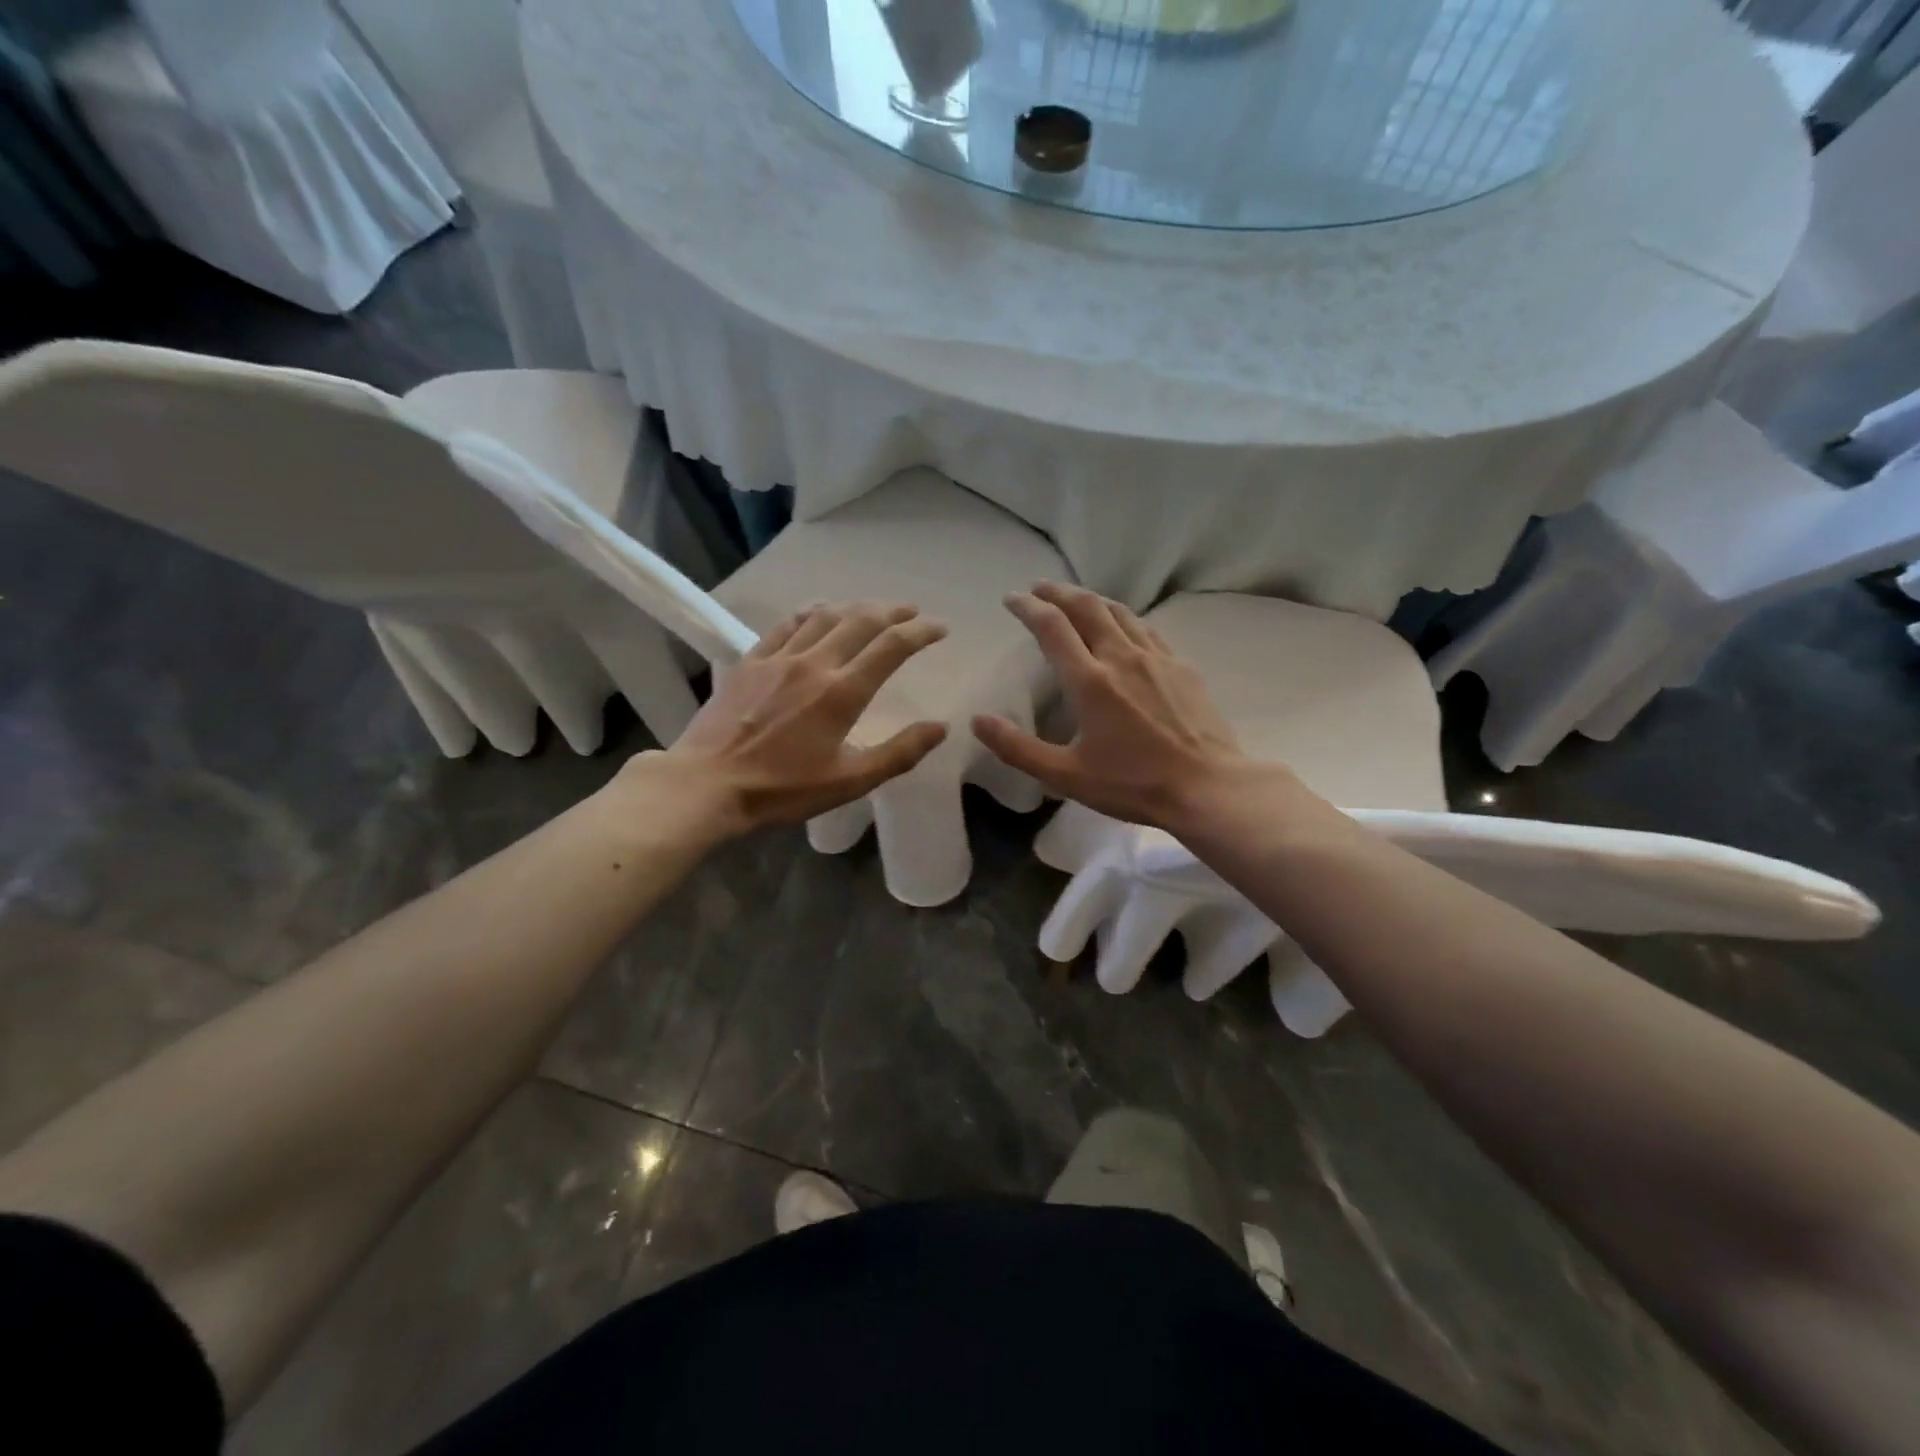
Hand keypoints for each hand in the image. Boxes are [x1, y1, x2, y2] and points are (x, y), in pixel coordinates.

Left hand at [660, 600, 949, 835]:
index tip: (941, 628)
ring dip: (854, 607)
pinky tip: (817, 613)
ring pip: (824, 616)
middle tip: (912, 611)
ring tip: (871, 609)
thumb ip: (899, 753)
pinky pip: (785, 625)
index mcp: (843, 693)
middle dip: (892, 611)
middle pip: (861, 621)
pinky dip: (809, 613)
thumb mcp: (850, 781)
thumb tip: (940, 727)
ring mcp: (779, 658)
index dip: (921, 632)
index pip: (891, 647)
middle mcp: (814, 664)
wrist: (707, 784)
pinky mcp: (750, 661)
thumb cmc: (783, 789)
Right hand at [972, 582, 1250, 829]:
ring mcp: (1155, 658)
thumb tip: (978, 721)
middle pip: (1086, 607)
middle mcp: (1121, 656)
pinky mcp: (1181, 666)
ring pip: (1118, 612)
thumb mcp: (1065, 776)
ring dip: (1091, 599)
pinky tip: (1122, 627)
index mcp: (1090, 680)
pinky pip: (1145, 629)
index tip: (1012, 599)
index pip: (1051, 627)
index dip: (1028, 607)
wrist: (1207, 786)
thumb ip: (1018, 748)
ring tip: (1075, 599)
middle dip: (1058, 592)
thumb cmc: (1133, 783)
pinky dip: (1123, 618)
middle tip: (1039, 588)